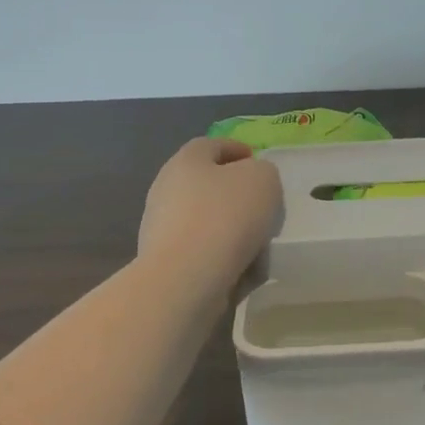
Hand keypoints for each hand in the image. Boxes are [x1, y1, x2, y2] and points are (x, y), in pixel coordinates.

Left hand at [138, 137, 282, 286]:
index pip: (212, 145)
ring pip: (205, 221)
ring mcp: (161, 227)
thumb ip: (263, 172)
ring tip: (259, 245)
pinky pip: (201, 253)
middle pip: (207, 184)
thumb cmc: (226, 216)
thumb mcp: (263, 179)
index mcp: (186, 160)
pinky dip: (222, 258)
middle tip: (263, 206)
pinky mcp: (164, 263)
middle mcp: (167, 189)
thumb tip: (252, 181)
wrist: (185, 279)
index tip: (259, 164)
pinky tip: (243, 271)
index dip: (238, 150)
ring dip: (230, 229)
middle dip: (235, 194)